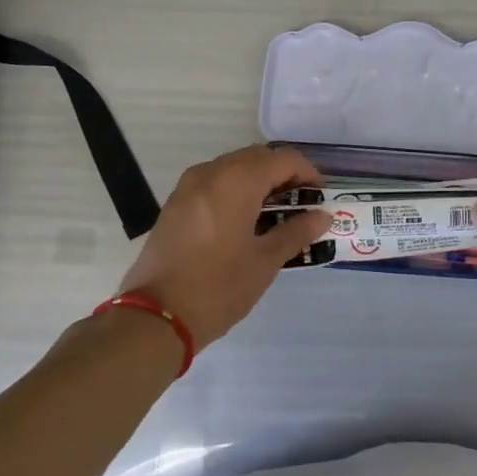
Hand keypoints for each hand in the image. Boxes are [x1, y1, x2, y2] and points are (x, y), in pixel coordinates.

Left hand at [115, 145, 328, 352]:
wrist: (153, 318)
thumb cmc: (217, 287)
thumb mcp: (265, 262)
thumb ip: (297, 232)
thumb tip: (323, 216)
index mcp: (237, 180)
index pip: (283, 159)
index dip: (308, 173)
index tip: (320, 199)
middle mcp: (211, 172)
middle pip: (258, 157)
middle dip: (283, 175)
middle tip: (301, 205)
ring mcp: (188, 185)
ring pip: (234, 167)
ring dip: (259, 181)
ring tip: (276, 214)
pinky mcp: (175, 202)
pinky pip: (215, 182)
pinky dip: (236, 190)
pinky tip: (245, 220)